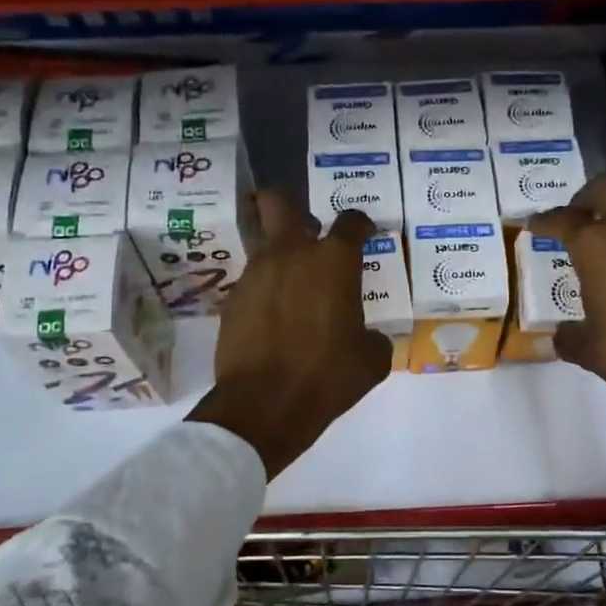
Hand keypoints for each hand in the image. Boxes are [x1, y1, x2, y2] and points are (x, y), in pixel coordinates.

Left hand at [188, 193, 391, 478]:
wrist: (264, 405)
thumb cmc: (328, 376)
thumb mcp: (371, 361)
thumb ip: (373, 337)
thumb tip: (366, 336)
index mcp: (334, 262)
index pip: (351, 221)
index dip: (360, 224)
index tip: (364, 233)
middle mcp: (291, 254)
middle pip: (279, 201)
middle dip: (292, 205)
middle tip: (308, 228)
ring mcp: (255, 273)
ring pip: (262, 240)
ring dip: (279, 253)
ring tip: (292, 283)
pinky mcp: (233, 298)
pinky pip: (251, 280)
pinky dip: (264, 290)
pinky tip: (273, 316)